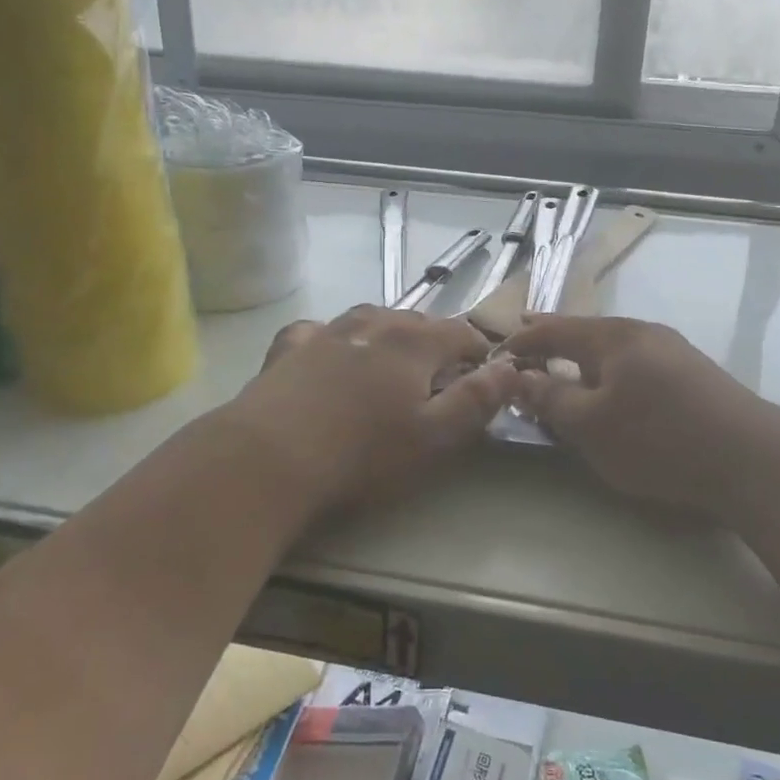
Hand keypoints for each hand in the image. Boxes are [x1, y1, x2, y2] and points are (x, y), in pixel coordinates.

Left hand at [229, 305, 520, 514]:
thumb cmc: (363, 455)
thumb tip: (511, 367)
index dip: (480, 352)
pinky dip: (334, 340)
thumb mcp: (435, 438)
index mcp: (413, 343)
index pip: (461, 332)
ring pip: (370, 320)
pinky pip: (320, 332)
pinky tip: (328, 357)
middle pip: (417, 322)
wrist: (268, 459)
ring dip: (389, 337)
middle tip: (438, 382)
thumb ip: (477, 400)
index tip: (484, 377)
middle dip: (436, 344)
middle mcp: (373, 324)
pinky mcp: (289, 348)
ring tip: (390, 366)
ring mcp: (326, 332)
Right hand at [506, 315, 776, 520]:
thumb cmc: (657, 438)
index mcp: (613, 336)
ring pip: (614, 349)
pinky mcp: (694, 376)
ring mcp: (674, 352)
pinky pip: (636, 364)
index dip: (523, 340)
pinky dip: (611, 372)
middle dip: (554, 340)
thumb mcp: (589, 425)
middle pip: (586, 332)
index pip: (554, 329)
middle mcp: (643, 333)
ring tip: (564, 369)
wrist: (752, 460)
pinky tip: (614, 390)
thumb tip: (516, 376)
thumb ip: (549, 399)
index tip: (497, 352)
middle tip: (526, 344)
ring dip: (584, 358)